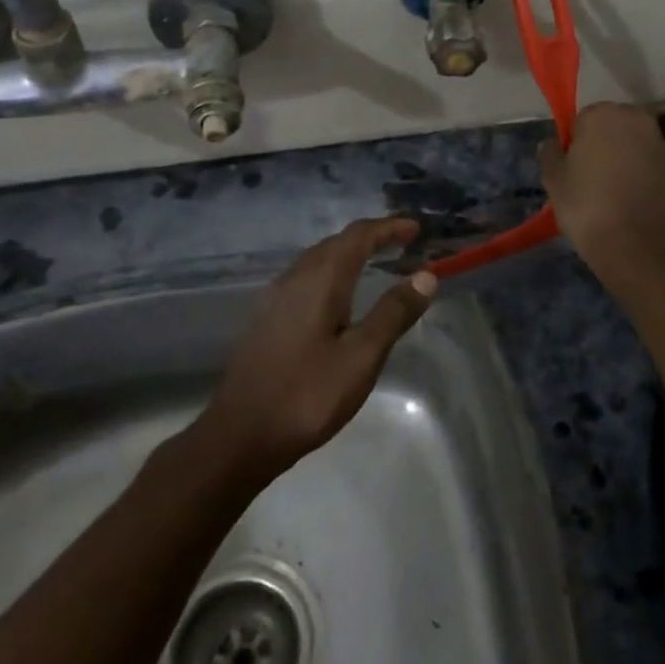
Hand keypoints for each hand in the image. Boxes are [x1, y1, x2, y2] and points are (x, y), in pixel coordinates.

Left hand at [200, 216, 435, 477]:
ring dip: (348, 254)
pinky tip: (338, 297)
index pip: (358, 237)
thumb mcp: (361, 357)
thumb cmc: (307, 395)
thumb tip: (425, 276)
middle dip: (370, 238)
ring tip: (375, 263)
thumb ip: (393, 313)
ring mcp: (275, 298)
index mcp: (320, 280)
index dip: (388, 228)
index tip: (416, 229)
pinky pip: (305, 279)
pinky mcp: (266, 319)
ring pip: (317, 260)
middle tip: (401, 243)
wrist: (240, 435)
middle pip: (336, 243)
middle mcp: (294, 278)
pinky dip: (331, 273)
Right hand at [539, 103, 664, 291]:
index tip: (572, 167)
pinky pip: (651, 165)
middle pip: (613, 127)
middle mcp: (636, 119)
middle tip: (590, 178)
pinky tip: (631, 200)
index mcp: (602, 115)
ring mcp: (661, 144)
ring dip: (625, 159)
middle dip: (603, 145)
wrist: (636, 246)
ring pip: (634, 145)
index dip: (575, 143)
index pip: (582, 120)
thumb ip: (550, 153)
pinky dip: (642, 175)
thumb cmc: (586, 206)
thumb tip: (553, 144)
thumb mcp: (553, 180)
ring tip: (612, 192)